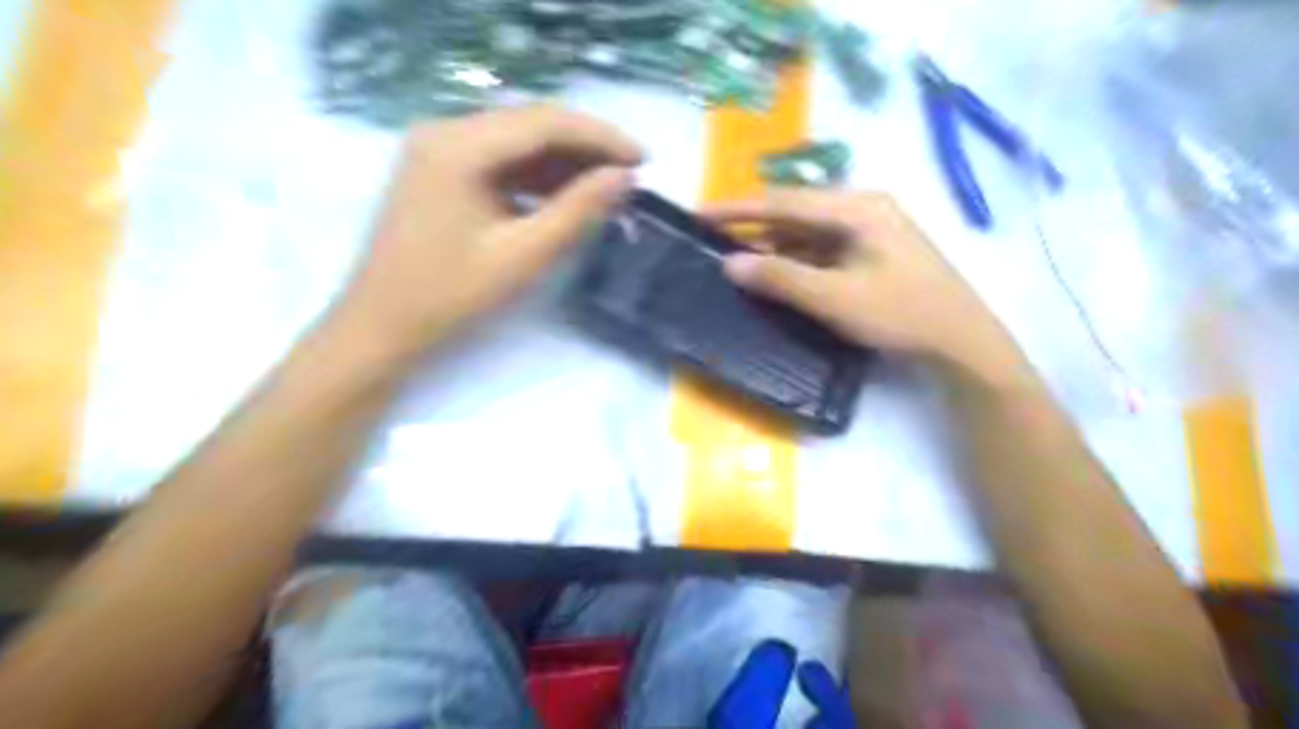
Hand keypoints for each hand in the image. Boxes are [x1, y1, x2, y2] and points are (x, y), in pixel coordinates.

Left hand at [332, 103, 636, 348]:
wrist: (381, 328)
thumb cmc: (449, 297)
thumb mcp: (522, 256)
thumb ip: (576, 211)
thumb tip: (623, 177)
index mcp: (458, 146)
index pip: (545, 122)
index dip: (601, 137)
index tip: (644, 161)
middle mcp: (444, 132)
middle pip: (530, 125)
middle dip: (585, 149)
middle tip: (629, 177)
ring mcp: (437, 150)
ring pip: (517, 143)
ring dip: (563, 164)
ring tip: (606, 190)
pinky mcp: (439, 172)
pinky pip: (499, 162)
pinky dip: (536, 178)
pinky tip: (564, 198)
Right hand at [710, 189, 1025, 382]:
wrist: (961, 342)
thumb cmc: (900, 314)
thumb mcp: (835, 298)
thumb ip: (781, 277)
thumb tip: (730, 263)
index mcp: (857, 207)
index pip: (784, 201)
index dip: (739, 208)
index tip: (701, 213)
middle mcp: (864, 208)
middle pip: (796, 211)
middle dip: (754, 225)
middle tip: (714, 238)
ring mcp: (871, 229)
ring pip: (809, 231)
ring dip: (775, 244)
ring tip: (738, 259)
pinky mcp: (874, 252)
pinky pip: (824, 248)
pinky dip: (797, 259)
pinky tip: (779, 273)